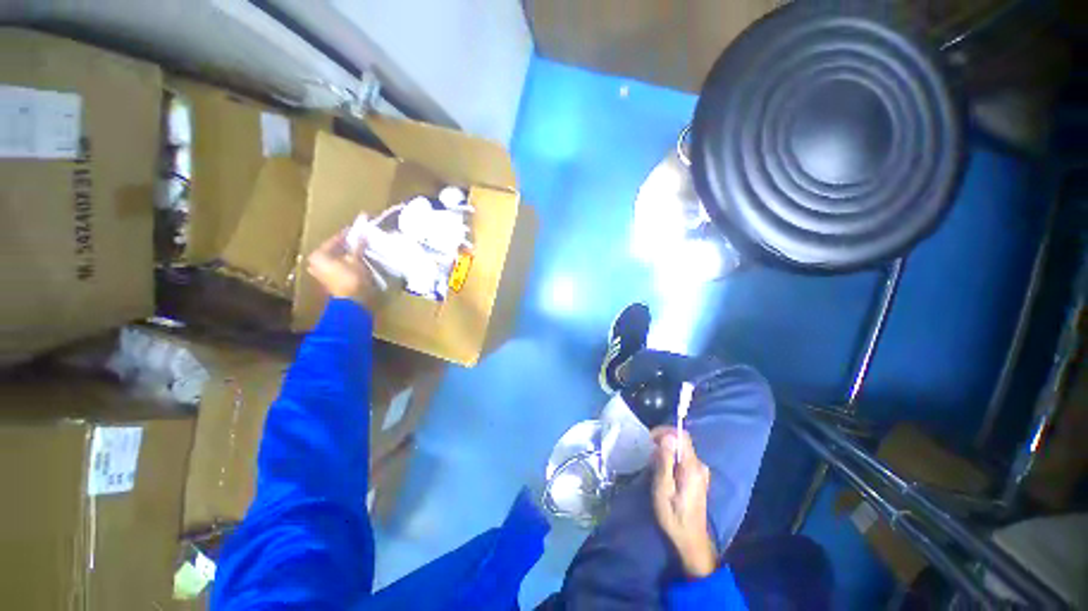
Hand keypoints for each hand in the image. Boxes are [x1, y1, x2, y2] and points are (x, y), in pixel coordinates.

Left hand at [307, 230, 379, 307]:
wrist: (352, 301)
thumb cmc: (352, 278)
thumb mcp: (357, 259)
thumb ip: (358, 246)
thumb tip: (362, 233)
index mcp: (318, 255)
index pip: (334, 240)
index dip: (347, 235)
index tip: (356, 230)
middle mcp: (315, 262)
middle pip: (333, 250)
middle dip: (345, 246)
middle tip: (358, 240)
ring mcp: (320, 273)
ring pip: (335, 259)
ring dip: (346, 255)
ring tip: (359, 250)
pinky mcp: (328, 280)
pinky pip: (337, 267)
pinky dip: (345, 263)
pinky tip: (355, 261)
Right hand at [651, 427, 717, 578]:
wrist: (691, 540)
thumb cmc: (673, 516)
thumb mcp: (663, 488)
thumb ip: (666, 461)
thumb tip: (668, 437)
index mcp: (693, 467)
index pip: (682, 436)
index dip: (665, 431)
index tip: (650, 439)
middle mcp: (700, 466)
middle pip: (681, 442)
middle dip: (663, 443)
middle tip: (648, 456)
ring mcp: (701, 472)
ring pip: (681, 451)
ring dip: (666, 453)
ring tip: (653, 466)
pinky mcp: (698, 478)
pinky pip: (683, 460)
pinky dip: (672, 460)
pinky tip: (663, 473)